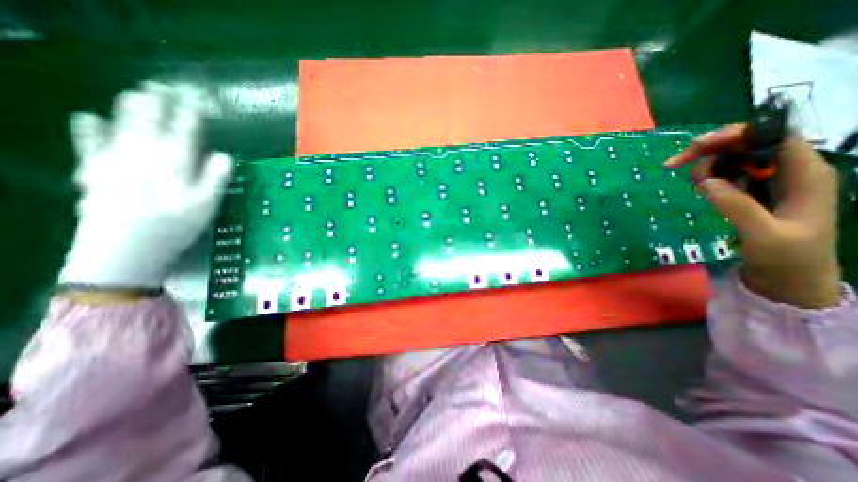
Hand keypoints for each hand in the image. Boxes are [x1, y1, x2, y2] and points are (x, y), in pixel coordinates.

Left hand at [59, 83, 232, 290]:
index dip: (193, 113)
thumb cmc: (176, 225)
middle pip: (151, 119)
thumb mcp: (208, 204)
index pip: (187, 130)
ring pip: (121, 123)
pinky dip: (89, 127)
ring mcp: (115, 158)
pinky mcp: (93, 169)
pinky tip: (89, 117)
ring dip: (129, 107)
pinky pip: (88, 141)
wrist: (125, 246)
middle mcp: (145, 153)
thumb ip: (216, 177)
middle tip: (164, 88)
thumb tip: (225, 155)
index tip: (197, 100)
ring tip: (137, 94)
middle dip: (159, 101)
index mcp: (176, 162)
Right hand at [667, 125, 842, 307]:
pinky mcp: (753, 195)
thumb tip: (705, 181)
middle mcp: (788, 172)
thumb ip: (737, 206)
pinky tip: (700, 190)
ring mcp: (769, 184)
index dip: (736, 133)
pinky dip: (708, 179)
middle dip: (710, 149)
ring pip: (733, 160)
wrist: (790, 283)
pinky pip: (727, 177)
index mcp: (804, 175)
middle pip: (748, 144)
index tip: (697, 146)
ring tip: (692, 185)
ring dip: (706, 166)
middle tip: (674, 164)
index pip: (773, 136)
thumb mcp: (764, 235)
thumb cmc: (788, 259)